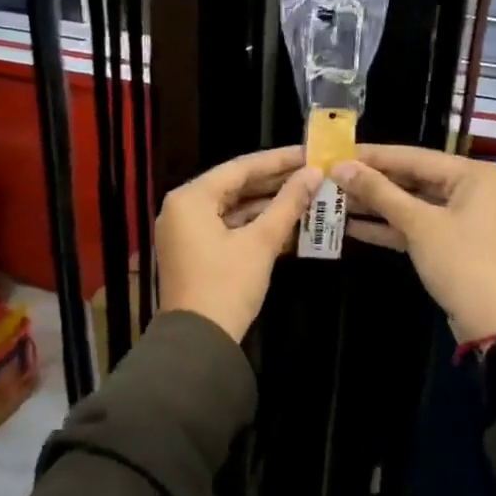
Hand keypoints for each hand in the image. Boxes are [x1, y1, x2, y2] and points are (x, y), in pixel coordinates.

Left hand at [156, 146, 321, 341]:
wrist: (198, 342)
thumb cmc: (227, 285)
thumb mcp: (261, 242)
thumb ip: (287, 204)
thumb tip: (313, 174)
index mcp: (191, 198)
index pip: (240, 167)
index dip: (278, 160)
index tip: (309, 152)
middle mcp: (183, 207)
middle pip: (235, 185)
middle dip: (275, 182)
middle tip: (312, 172)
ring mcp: (186, 230)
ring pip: (233, 207)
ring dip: (268, 204)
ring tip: (307, 194)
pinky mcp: (195, 250)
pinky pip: (228, 227)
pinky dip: (255, 225)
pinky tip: (288, 221)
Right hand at [333, 144, 495, 344]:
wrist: (493, 323)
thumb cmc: (461, 262)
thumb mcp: (418, 224)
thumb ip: (379, 192)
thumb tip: (340, 167)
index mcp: (473, 174)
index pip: (413, 156)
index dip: (372, 156)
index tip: (336, 152)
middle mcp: (470, 188)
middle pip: (412, 178)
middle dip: (371, 182)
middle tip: (329, 177)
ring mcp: (461, 217)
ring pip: (410, 203)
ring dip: (374, 205)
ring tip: (332, 200)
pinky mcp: (450, 242)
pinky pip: (415, 225)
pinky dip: (387, 226)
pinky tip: (350, 226)